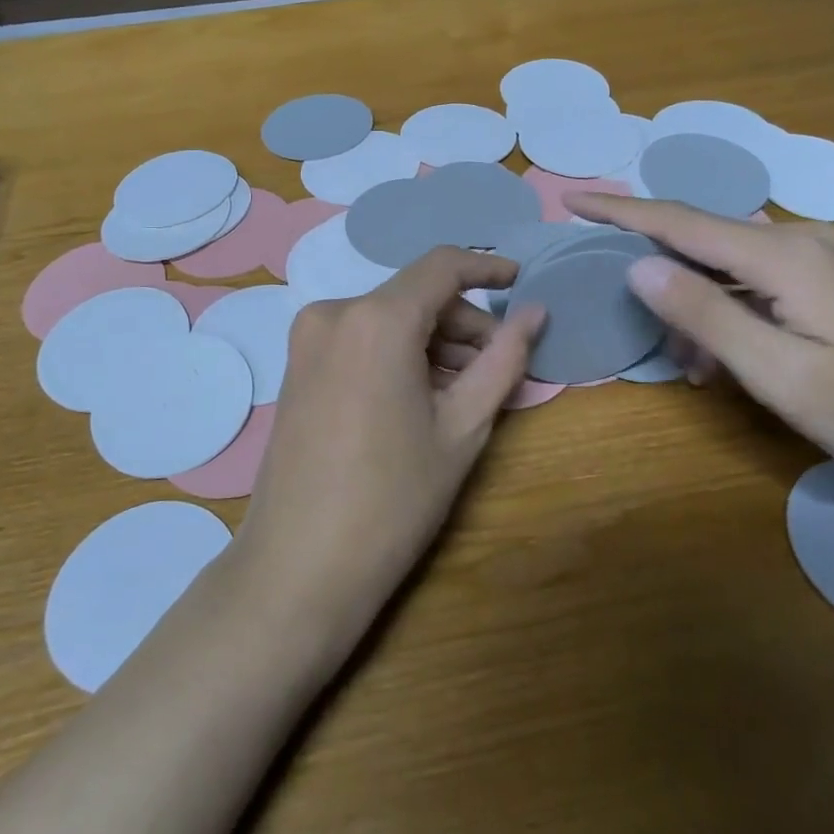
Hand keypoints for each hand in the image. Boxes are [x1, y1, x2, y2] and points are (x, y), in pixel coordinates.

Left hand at [237, 248, 544, 642]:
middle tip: (499, 367)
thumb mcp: (463, 428)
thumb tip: (536, 313)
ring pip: (388, 318)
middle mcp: (335, 312)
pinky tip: (421, 396)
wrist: (299, 567)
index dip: (487, 267)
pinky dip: (398, 353)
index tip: (521, 284)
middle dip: (463, 322)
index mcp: (377, 319)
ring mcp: (308, 338)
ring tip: (466, 390)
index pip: (442, 266)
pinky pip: (361, 338)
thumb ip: (504, 360)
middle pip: (415, 295)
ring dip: (432, 341)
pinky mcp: (297, 364)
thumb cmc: (393, 499)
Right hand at [569, 193, 833, 492]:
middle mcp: (801, 240)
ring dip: (698, 307)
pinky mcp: (833, 279)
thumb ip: (704, 314)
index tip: (571, 199)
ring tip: (693, 366)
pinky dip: (730, 311)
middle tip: (643, 329)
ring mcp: (823, 257)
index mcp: (785, 256)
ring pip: (729, 266)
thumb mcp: (779, 374)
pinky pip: (758, 281)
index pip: (681, 221)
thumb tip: (638, 265)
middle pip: (703, 241)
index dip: (621, 210)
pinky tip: (730, 357)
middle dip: (662, 278)